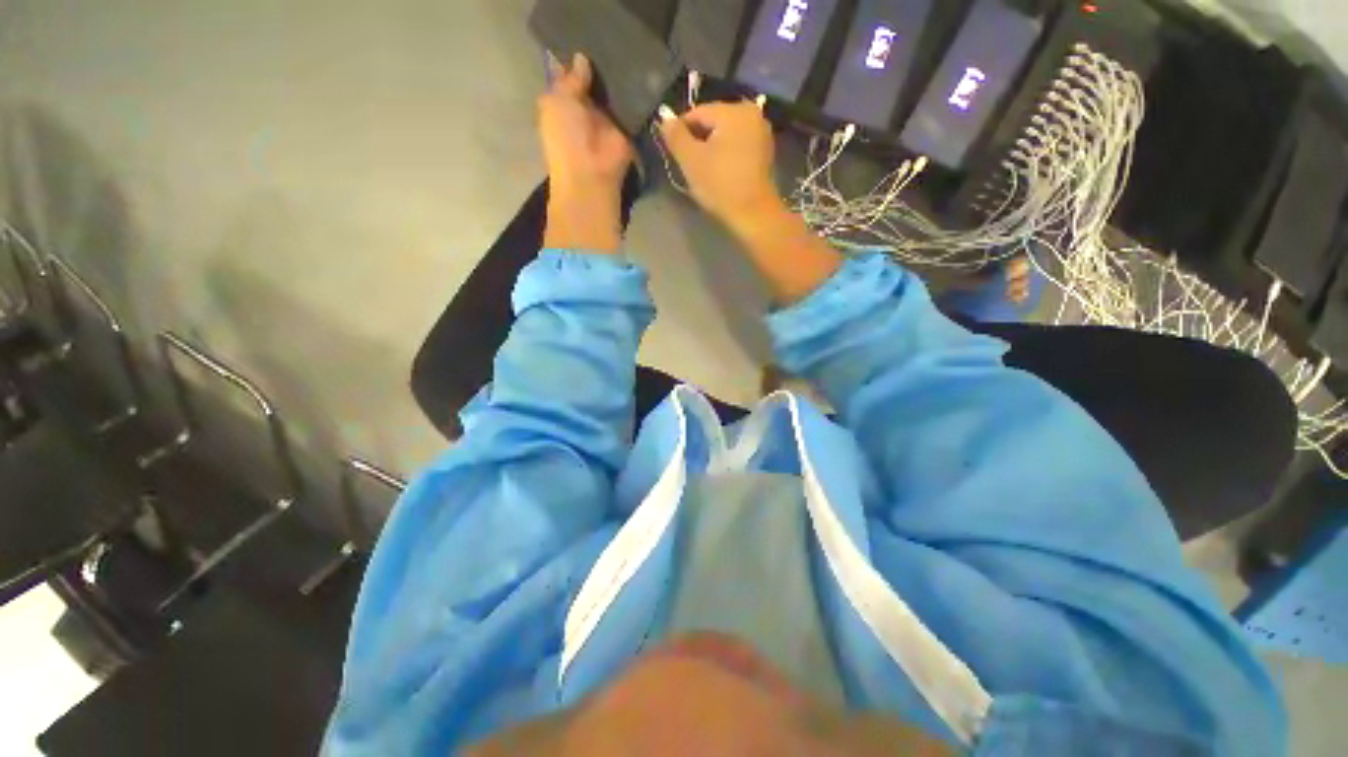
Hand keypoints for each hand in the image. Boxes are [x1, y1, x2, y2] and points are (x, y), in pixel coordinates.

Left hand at [539, 53, 632, 251]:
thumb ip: (570, 79)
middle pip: (595, 81)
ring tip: (629, 49)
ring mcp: (609, 120)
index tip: (586, 39)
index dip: (577, 59)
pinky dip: (636, 92)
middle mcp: (587, 110)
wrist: (591, 174)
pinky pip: (632, 106)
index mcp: (564, 104)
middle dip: (601, 64)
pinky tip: (641, 71)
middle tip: (611, 41)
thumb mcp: (558, 102)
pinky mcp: (628, 129)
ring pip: (615, 91)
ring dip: (620, 76)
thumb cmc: (566, 138)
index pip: (571, 76)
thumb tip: (582, 58)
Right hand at [659, 102, 782, 229]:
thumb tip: (664, 117)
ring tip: (703, 171)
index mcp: (734, 110)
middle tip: (688, 165)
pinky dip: (726, 155)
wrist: (753, 215)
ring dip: (711, 149)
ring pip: (725, 135)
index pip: (697, 113)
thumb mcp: (690, 160)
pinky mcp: (765, 152)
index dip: (681, 132)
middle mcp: (751, 113)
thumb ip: (675, 135)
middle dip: (698, 141)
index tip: (674, 153)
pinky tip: (720, 174)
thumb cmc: (720, 185)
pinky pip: (738, 146)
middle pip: (713, 122)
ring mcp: (762, 133)